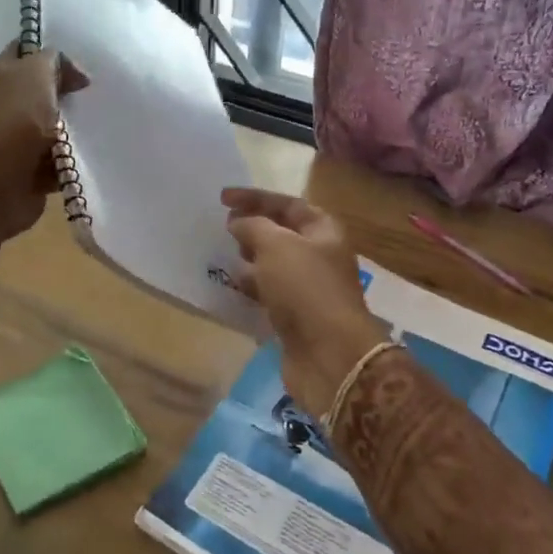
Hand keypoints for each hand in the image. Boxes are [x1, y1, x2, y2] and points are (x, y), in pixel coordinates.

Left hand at [0, 45, 88, 241]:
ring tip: (109, 127)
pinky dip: (76, 164)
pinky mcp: (33, 175)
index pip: (28, 51)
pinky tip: (98, 157)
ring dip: (80, 132)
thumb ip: (55, 63)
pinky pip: (62, 164)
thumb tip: (76, 76)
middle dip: (75, 95)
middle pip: (48, 93)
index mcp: (3, 76)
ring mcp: (20, 142)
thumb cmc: (9, 123)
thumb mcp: (34, 76)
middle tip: (105, 96)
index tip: (88, 61)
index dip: (54, 52)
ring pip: (59, 130)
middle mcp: (9, 106)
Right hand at [222, 188, 391, 417]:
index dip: (255, 197)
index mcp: (323, 230)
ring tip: (224, 254)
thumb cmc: (305, 289)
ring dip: (251, 257)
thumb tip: (239, 223)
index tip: (222, 198)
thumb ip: (254, 226)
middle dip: (253, 226)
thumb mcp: (276, 246)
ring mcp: (309, 287)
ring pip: (275, 264)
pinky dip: (252, 285)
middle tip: (224, 227)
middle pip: (283, 232)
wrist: (330, 355)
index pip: (287, 203)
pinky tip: (233, 286)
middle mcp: (320, 255)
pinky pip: (270, 291)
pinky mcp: (298, 316)